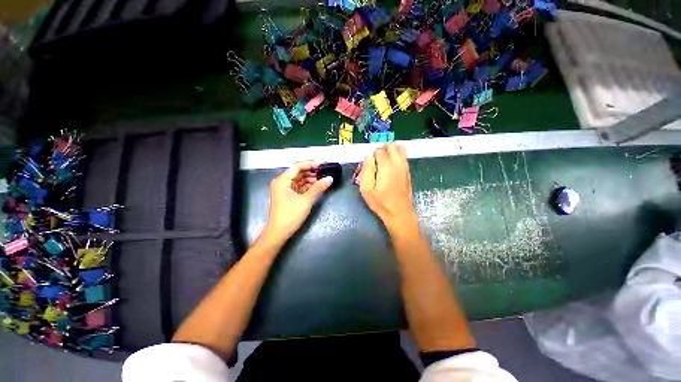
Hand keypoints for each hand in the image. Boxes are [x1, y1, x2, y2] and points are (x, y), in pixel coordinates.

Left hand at [261, 161, 332, 243]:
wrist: (278, 232)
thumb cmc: (290, 215)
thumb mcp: (306, 200)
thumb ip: (318, 188)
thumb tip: (330, 178)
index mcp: (282, 180)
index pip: (298, 166)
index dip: (311, 163)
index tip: (324, 163)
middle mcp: (282, 182)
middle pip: (298, 172)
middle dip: (312, 171)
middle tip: (325, 171)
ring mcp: (284, 189)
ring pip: (299, 179)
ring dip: (311, 178)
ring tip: (323, 178)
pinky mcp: (288, 196)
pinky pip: (299, 187)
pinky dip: (308, 186)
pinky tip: (317, 186)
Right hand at [359, 144, 418, 236]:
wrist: (399, 212)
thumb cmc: (381, 202)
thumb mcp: (366, 189)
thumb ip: (366, 169)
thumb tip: (368, 155)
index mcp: (386, 166)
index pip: (379, 150)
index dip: (371, 156)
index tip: (369, 166)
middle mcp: (398, 163)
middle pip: (391, 145)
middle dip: (382, 149)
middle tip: (375, 161)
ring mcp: (405, 166)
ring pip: (400, 148)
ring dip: (390, 151)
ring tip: (383, 162)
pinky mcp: (408, 171)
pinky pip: (403, 156)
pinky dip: (396, 156)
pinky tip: (390, 168)